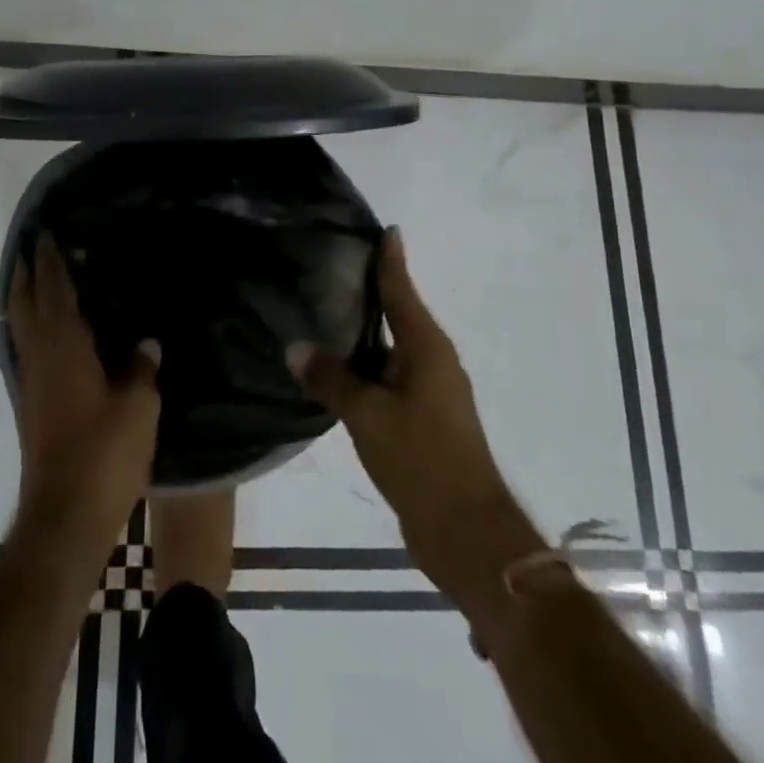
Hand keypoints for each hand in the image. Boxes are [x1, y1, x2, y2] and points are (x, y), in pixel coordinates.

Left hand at [10, 233, 160, 541]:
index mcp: (64, 345)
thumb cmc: (103, 454)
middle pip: (24, 301)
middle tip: (35, 246)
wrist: (64, 516)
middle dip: (27, 271)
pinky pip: (26, 347)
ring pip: (20, 325)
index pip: (53, 288)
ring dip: (24, 297)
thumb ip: (142, 368)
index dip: (50, 258)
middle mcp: (40, 355)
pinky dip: (30, 325)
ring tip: (37, 278)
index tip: (47, 232)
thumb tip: (146, 342)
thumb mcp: (139, 407)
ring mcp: (30, 380)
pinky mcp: (30, 403)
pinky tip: (48, 331)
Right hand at [289, 230, 542, 612]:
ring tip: (327, 309)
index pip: (402, 288)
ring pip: (393, 346)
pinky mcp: (424, 417)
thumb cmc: (422, 460)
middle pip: (399, 312)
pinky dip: (367, 363)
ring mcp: (431, 390)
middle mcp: (433, 360)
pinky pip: (390, 375)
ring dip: (366, 329)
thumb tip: (295, 346)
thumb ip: (332, 379)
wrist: (468, 534)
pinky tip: (339, 367)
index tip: (382, 227)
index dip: (390, 258)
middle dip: (372, 289)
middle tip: (333, 264)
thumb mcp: (368, 416)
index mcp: (427, 347)